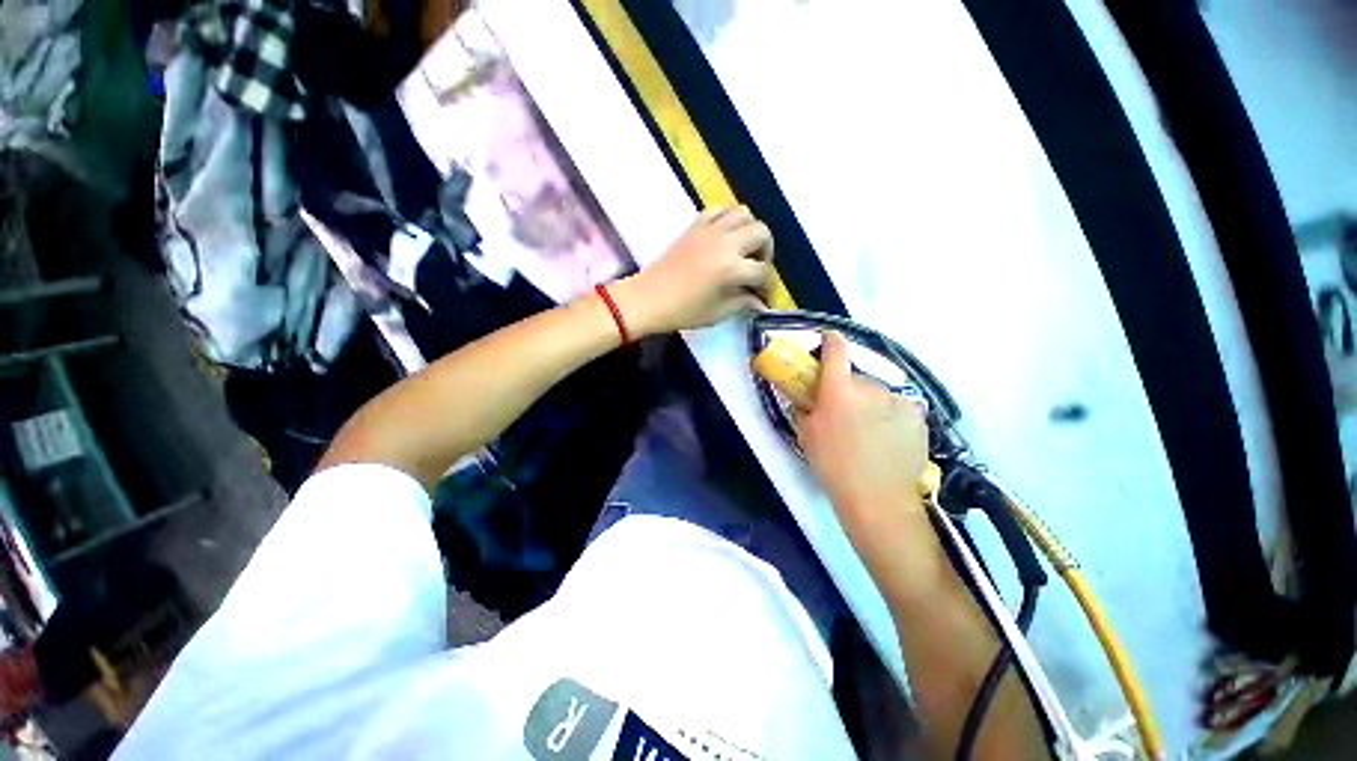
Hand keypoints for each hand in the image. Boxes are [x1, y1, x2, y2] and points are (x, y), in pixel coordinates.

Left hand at [612, 207, 773, 335]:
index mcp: (731, 268)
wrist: (647, 298)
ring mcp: (709, 230)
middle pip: (761, 233)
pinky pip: (719, 210)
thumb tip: (759, 303)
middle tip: (756, 269)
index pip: (762, 272)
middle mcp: (725, 243)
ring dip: (750, 231)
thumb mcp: (717, 313)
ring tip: (743, 250)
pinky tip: (724, 237)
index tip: (762, 297)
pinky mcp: (695, 226)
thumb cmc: (682, 311)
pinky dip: (728, 219)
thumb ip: (742, 303)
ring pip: (744, 214)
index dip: (767, 287)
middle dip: (765, 252)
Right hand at [797, 333, 929, 525]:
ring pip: (878, 393)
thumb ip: (804, 406)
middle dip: (848, 389)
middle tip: (844, 413)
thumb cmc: (832, 466)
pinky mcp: (918, 414)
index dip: (830, 340)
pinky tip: (888, 438)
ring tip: (869, 432)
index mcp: (839, 389)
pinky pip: (897, 406)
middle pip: (856, 377)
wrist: (877, 499)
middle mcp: (870, 387)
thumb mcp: (805, 434)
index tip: (827, 340)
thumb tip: (805, 394)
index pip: (836, 349)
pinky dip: (890, 415)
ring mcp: (898, 399)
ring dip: (870, 403)